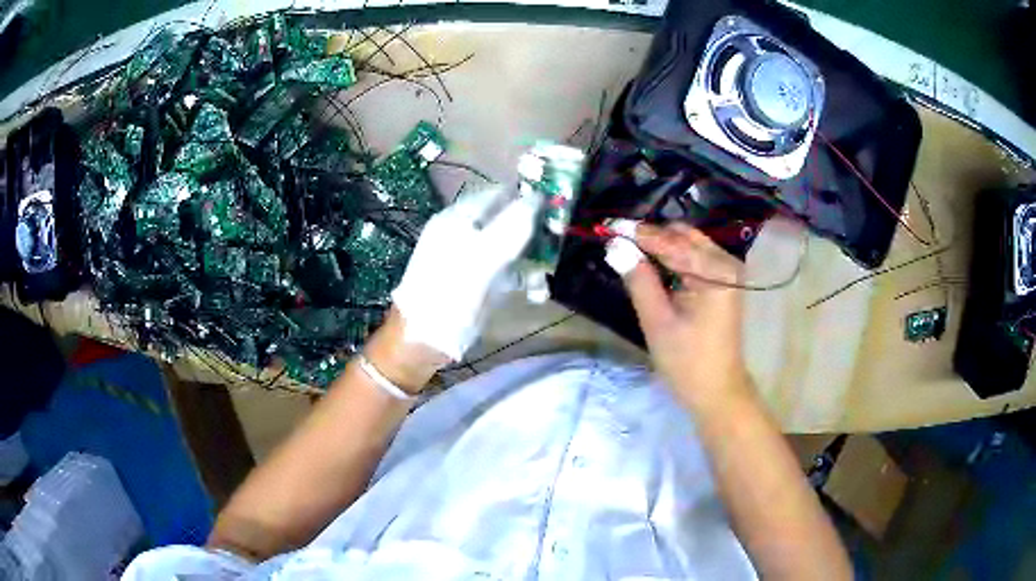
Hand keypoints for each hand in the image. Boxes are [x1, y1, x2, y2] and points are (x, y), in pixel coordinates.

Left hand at [392, 186, 539, 360]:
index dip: (526, 199)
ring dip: (533, 261)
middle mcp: (466, 233)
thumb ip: (510, 227)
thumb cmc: (447, 296)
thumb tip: (538, 197)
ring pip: (513, 247)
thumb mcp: (481, 259)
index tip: (554, 211)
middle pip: (509, 220)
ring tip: (543, 281)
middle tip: (555, 247)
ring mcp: (473, 258)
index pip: (499, 195)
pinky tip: (536, 294)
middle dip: (534, 235)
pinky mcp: (480, 282)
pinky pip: (509, 271)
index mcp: (459, 219)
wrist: (422, 341)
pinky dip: (524, 280)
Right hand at [611, 222, 751, 409]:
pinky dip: (672, 257)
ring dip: (660, 245)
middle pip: (682, 235)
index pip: (671, 242)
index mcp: (715, 271)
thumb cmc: (688, 362)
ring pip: (687, 243)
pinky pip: (694, 257)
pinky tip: (650, 263)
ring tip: (628, 250)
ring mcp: (727, 271)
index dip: (638, 233)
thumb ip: (638, 279)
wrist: (717, 391)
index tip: (608, 225)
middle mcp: (726, 262)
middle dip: (650, 236)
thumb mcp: (658, 321)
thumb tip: (615, 246)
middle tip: (617, 241)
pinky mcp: (723, 281)